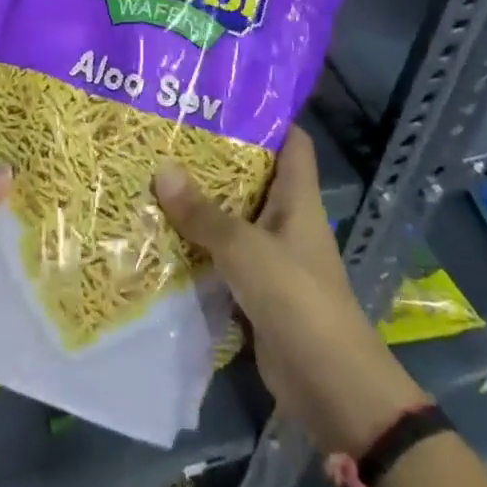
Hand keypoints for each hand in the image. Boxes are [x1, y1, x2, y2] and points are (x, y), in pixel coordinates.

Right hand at [155, 127, 425, 456]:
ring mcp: (272, 257)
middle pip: (254, 177)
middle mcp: (286, 221)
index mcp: (298, 200)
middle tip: (171, 135)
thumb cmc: (297, 300)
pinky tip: (161, 233)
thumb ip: (203, 214)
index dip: (266, 118)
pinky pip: (223, 257)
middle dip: (216, 159)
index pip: (292, 143)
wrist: (330, 387)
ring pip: (234, 218)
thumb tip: (162, 169)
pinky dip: (198, 246)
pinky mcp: (256, 290)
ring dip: (201, 204)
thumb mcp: (246, 250)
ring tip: (156, 175)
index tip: (223, 100)